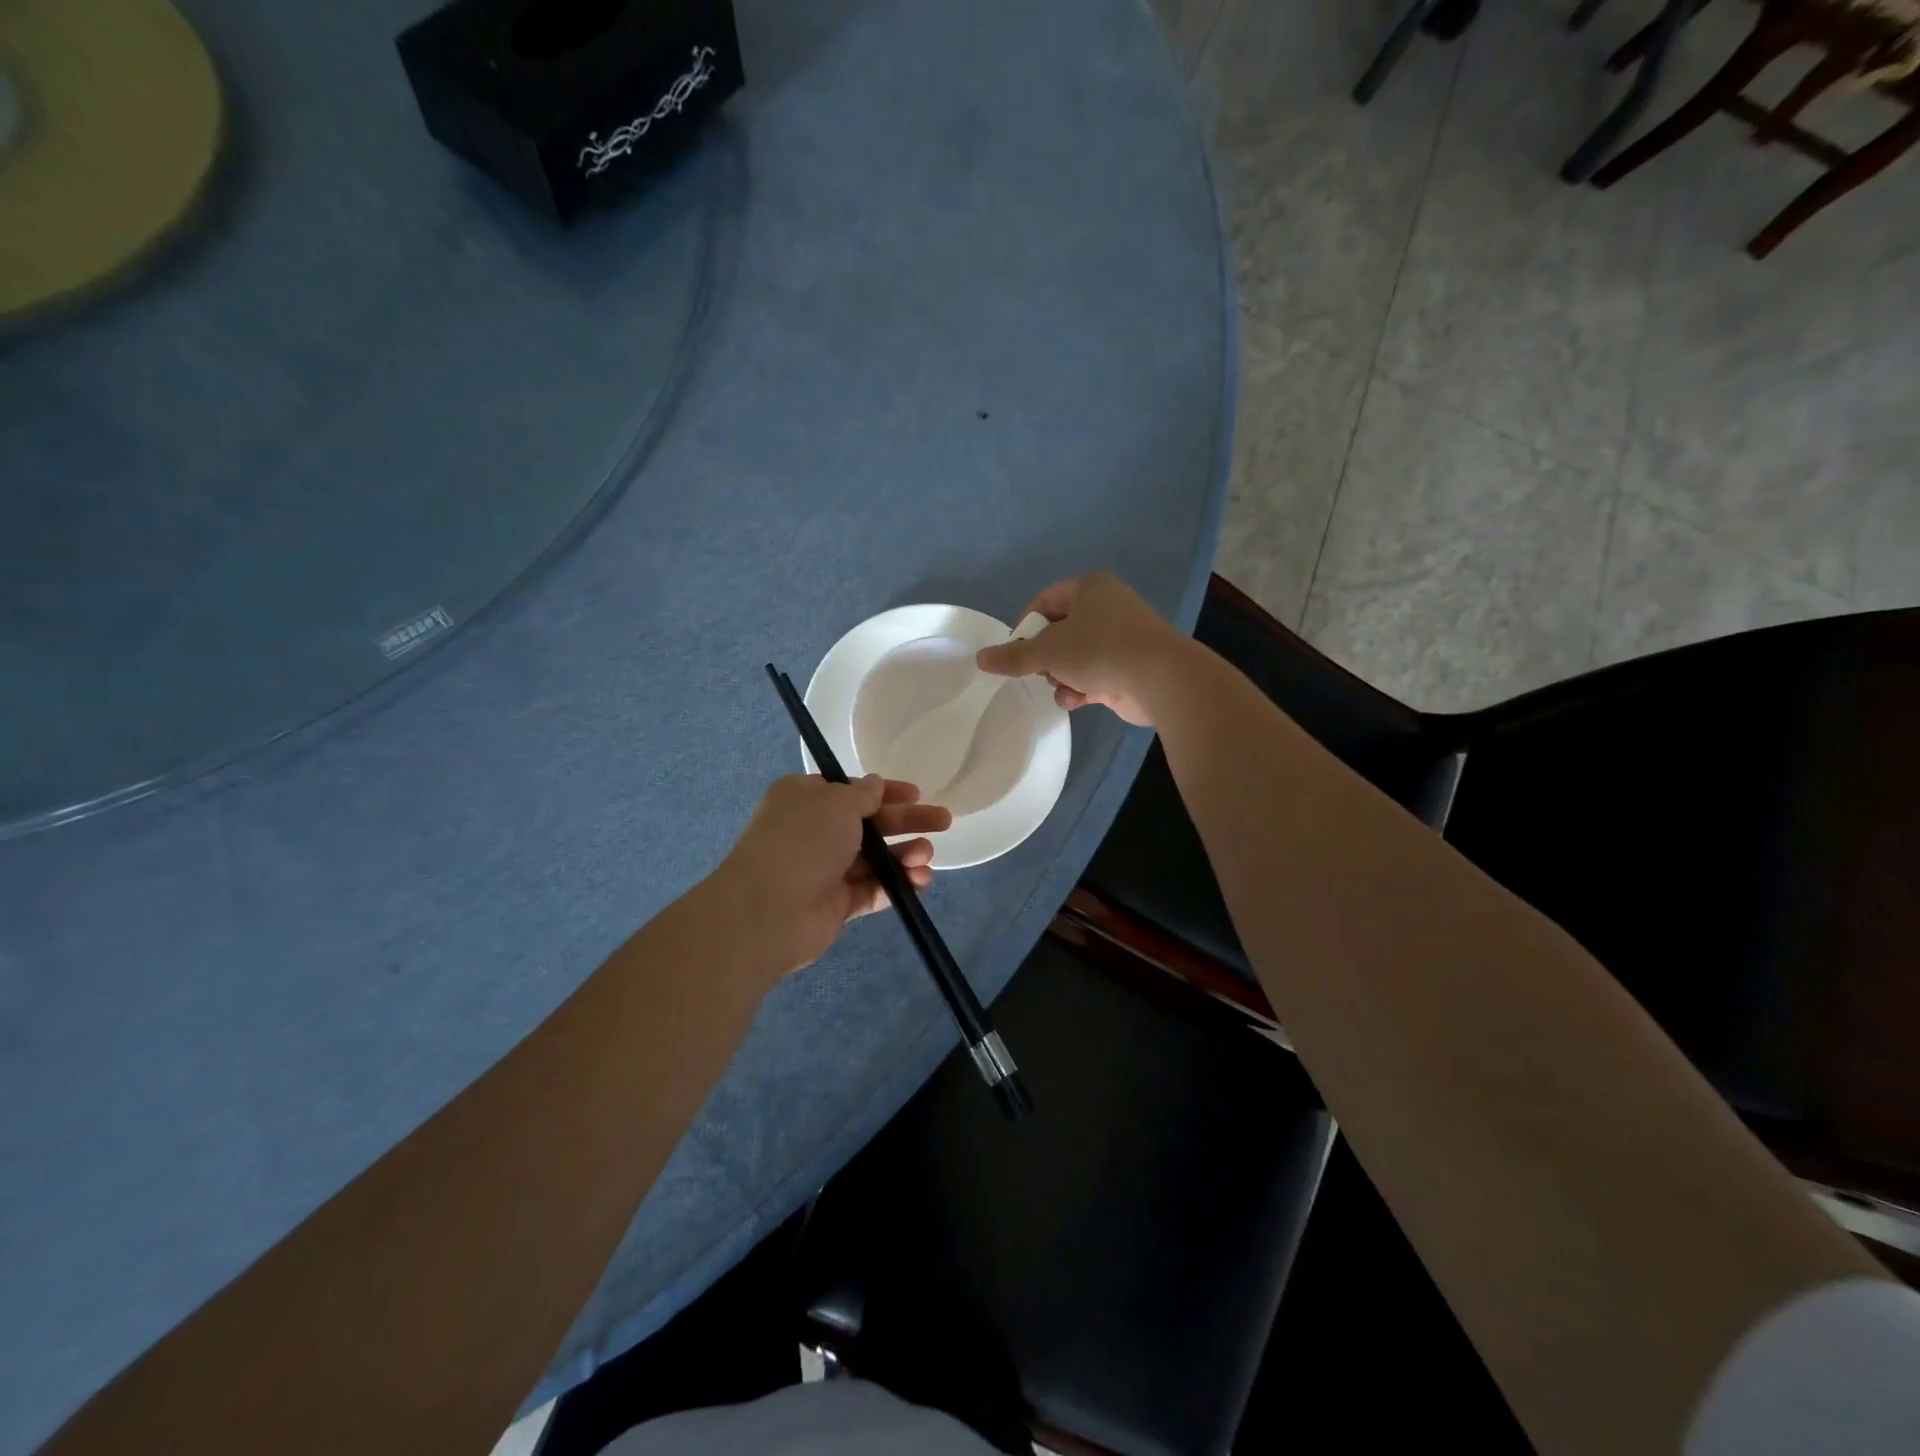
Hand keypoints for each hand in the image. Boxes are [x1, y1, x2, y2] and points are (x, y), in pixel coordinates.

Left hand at [712, 774, 952, 977]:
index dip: (885, 791)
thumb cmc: (802, 842)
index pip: (851, 790)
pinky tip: (921, 881)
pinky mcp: (836, 904)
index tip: (917, 793)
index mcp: (804, 798)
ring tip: (927, 856)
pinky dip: (896, 884)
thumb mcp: (837, 803)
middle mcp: (813, 831)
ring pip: (874, 858)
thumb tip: (874, 786)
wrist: (766, 912)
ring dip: (904, 854)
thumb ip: (863, 794)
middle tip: (943, 821)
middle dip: (906, 822)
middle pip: (869, 823)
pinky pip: (872, 889)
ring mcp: (824, 869)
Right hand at [974, 571, 1188, 725]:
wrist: (1160, 678)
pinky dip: (1082, 687)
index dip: (1025, 626)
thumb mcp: (1047, 652)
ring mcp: (1122, 637)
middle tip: (1038, 671)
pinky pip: (1096, 674)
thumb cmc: (1099, 650)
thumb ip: (1013, 657)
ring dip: (1063, 676)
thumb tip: (981, 658)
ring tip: (1061, 688)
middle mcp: (1108, 606)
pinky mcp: (1131, 666)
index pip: (1045, 601)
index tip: (1014, 651)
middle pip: (1061, 631)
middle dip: (1046, 657)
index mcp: (1090, 588)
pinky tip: (1076, 701)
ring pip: (1077, 656)